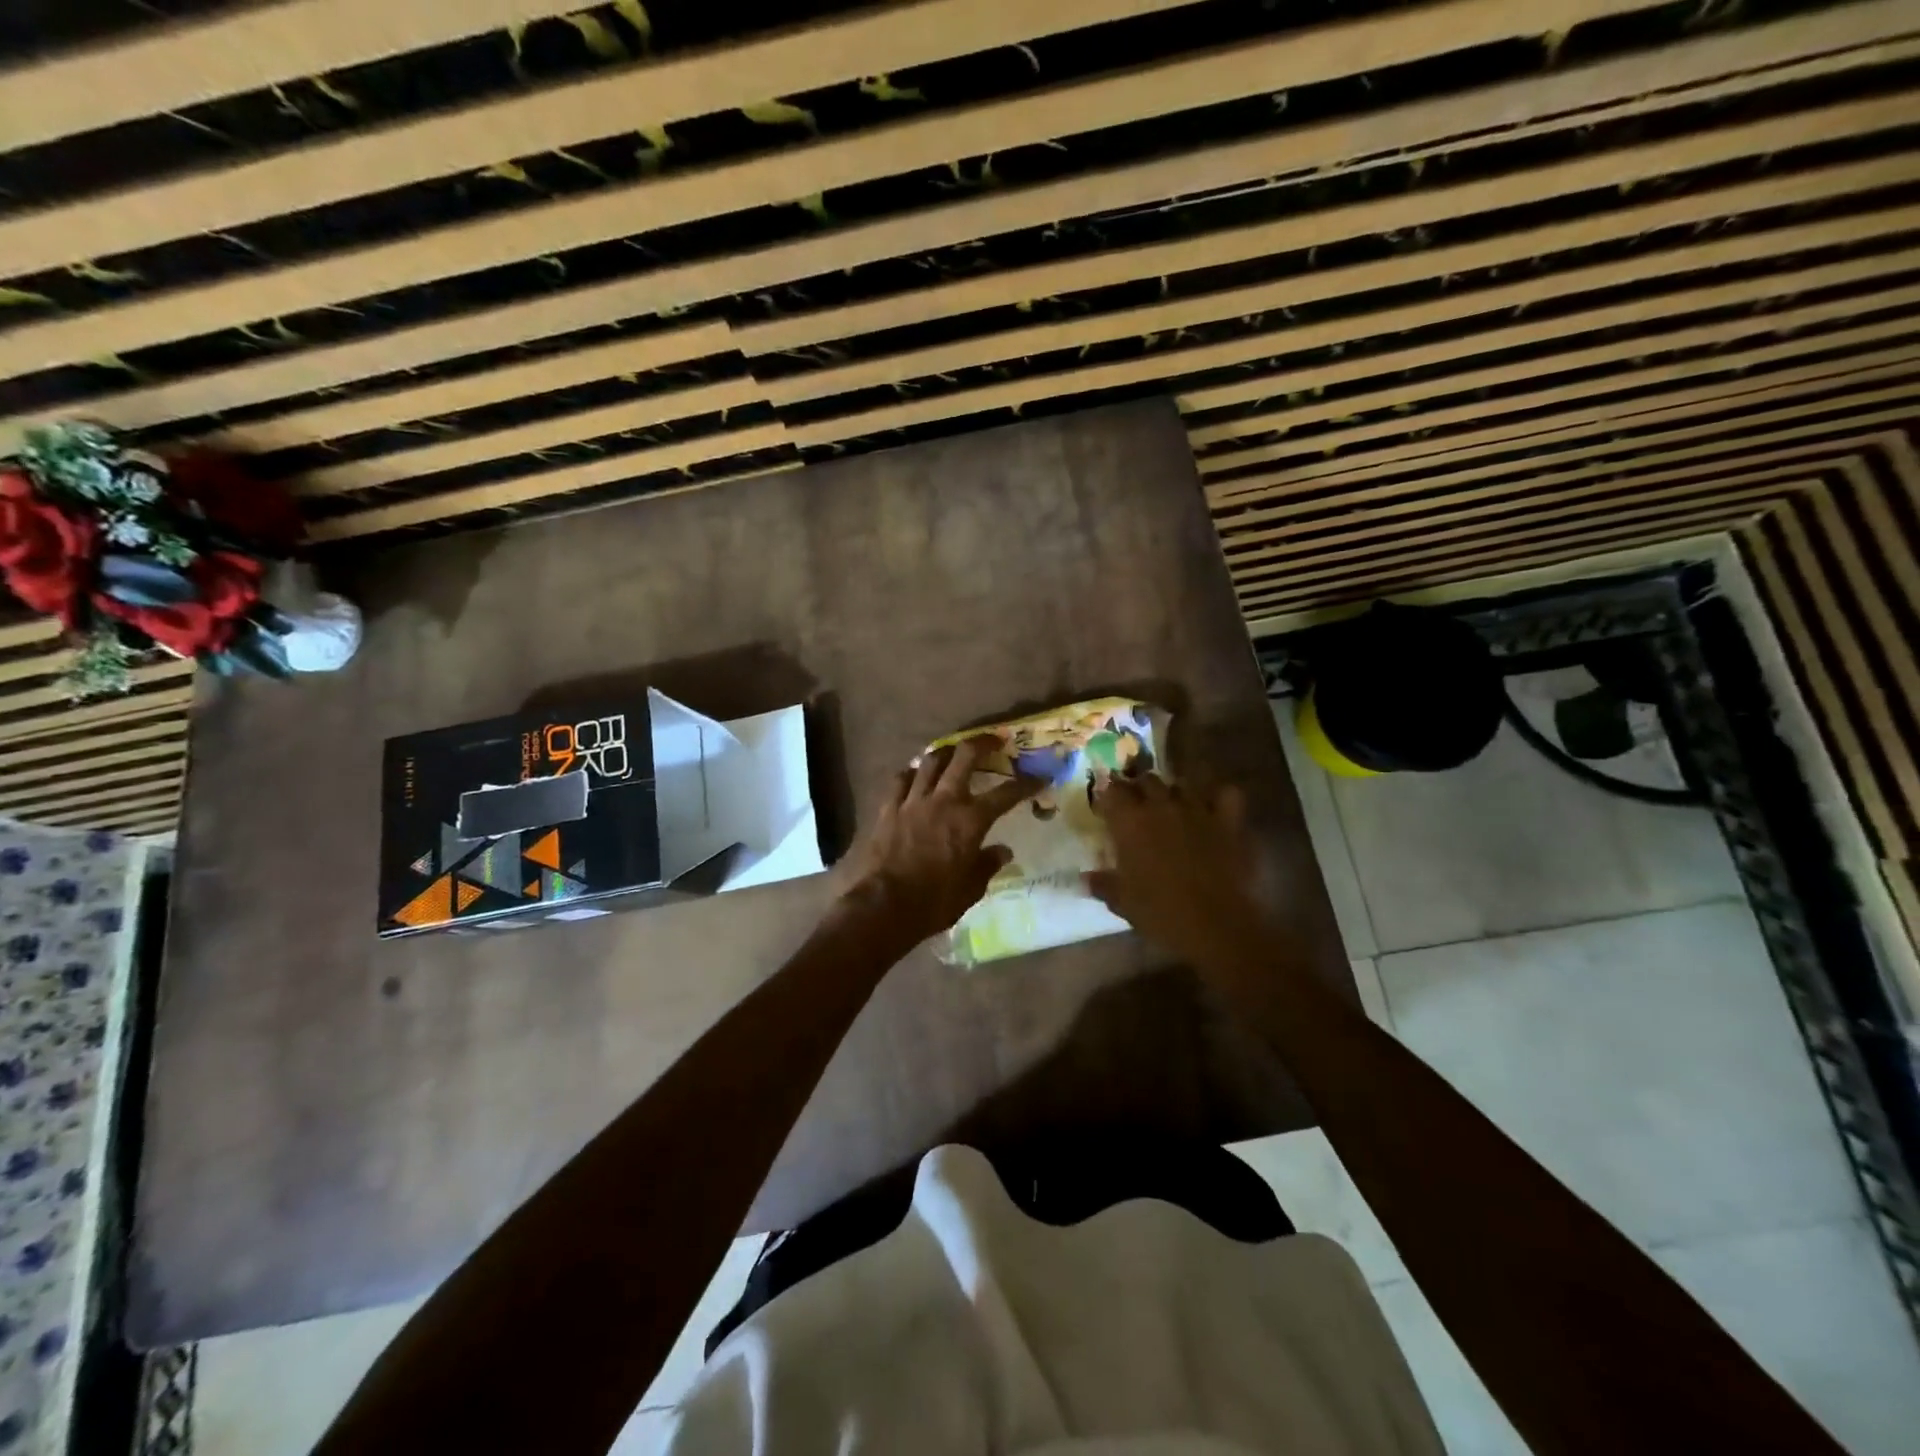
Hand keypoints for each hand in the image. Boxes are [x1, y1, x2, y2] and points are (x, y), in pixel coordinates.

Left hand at [840, 737, 1038, 944]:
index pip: (1007, 794)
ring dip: (945, 752)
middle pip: (965, 757)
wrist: (884, 905)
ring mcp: (913, 801)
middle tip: (993, 740)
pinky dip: (912, 773)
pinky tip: (915, 775)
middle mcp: (944, 801)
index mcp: (971, 820)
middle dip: (982, 743)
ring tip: (952, 752)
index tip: (1039, 777)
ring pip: (931, 761)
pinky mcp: (889, 808)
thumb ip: (987, 864)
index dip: (1026, 784)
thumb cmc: (935, 901)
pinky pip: (900, 780)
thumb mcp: (971, 889)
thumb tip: (1003, 851)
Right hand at [1086, 773, 1270, 972]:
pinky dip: (1218, 797)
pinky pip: (1226, 794)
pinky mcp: (1229, 821)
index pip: (1112, 790)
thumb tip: (1084, 877)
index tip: (1106, 807)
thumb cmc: (1162, 914)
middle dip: (1139, 789)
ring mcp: (1198, 810)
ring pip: (1182, 784)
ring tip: (1172, 807)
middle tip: (1136, 807)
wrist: (1218, 927)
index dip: (1108, 796)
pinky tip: (1213, 808)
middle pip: (1147, 780)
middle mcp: (1162, 806)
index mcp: (1130, 822)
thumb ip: (1102, 884)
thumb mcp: (1123, 903)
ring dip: (1174, 792)